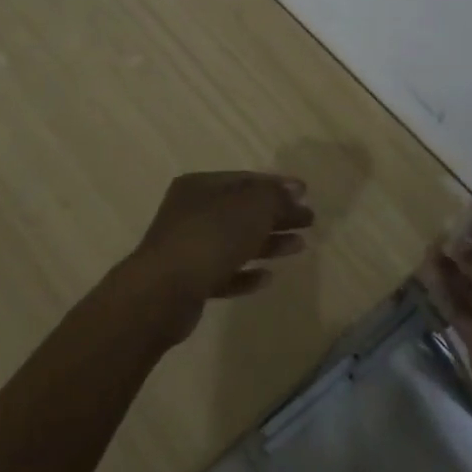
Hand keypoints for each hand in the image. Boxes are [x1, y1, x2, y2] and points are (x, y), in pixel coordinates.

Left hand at [116, 172, 315, 344]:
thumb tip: (294, 191)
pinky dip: (246, 273)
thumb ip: (275, 196)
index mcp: (201, 186)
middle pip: (243, 210)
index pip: (246, 179)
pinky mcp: (189, 282)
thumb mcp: (251, 207)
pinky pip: (224, 273)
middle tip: (309, 221)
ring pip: (236, 241)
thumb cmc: (210, 238)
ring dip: (268, 243)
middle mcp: (192, 212)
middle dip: (277, 215)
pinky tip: (268, 278)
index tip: (306, 194)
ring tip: (300, 247)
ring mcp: (188, 248)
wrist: (162, 292)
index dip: (278, 185)